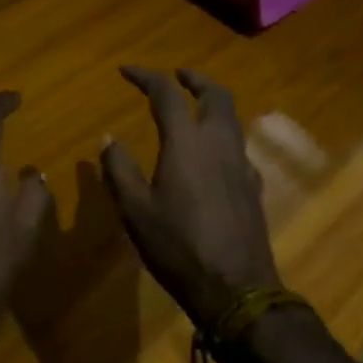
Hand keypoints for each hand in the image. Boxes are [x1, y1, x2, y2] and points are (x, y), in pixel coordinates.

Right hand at [100, 67, 283, 332]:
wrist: (237, 291)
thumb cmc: (179, 247)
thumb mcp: (136, 211)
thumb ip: (119, 169)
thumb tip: (108, 138)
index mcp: (186, 142)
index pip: (166, 93)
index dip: (145, 76)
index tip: (126, 71)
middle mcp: (218, 143)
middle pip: (215, 94)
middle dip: (195, 79)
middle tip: (178, 76)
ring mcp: (241, 165)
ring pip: (231, 118)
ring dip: (212, 104)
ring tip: (194, 109)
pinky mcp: (253, 187)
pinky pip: (238, 146)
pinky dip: (223, 136)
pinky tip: (212, 156)